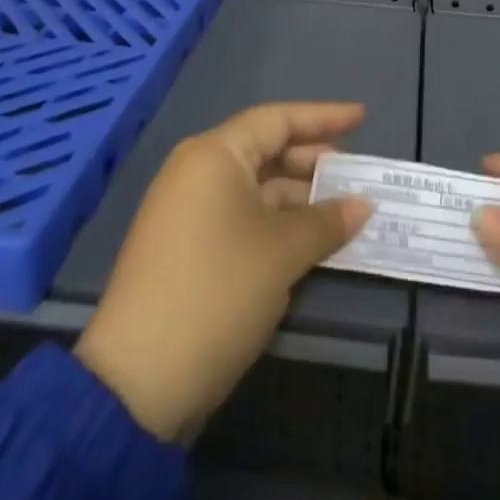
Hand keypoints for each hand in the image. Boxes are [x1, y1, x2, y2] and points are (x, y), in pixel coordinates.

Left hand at [73, 102, 372, 441]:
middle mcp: (197, 171)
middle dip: (313, 163)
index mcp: (215, 155)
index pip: (277, 120)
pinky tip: (307, 242)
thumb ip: (327, 221)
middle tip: (356, 178)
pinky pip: (241, 217)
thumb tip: (363, 205)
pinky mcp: (185, 247)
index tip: (361, 117)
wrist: (136, 382)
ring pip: (255, 188)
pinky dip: (276, 223)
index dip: (323, 117)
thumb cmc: (218, 292)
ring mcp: (187, 210)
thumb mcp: (282, 253)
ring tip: (342, 215)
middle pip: (266, 151)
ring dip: (298, 199)